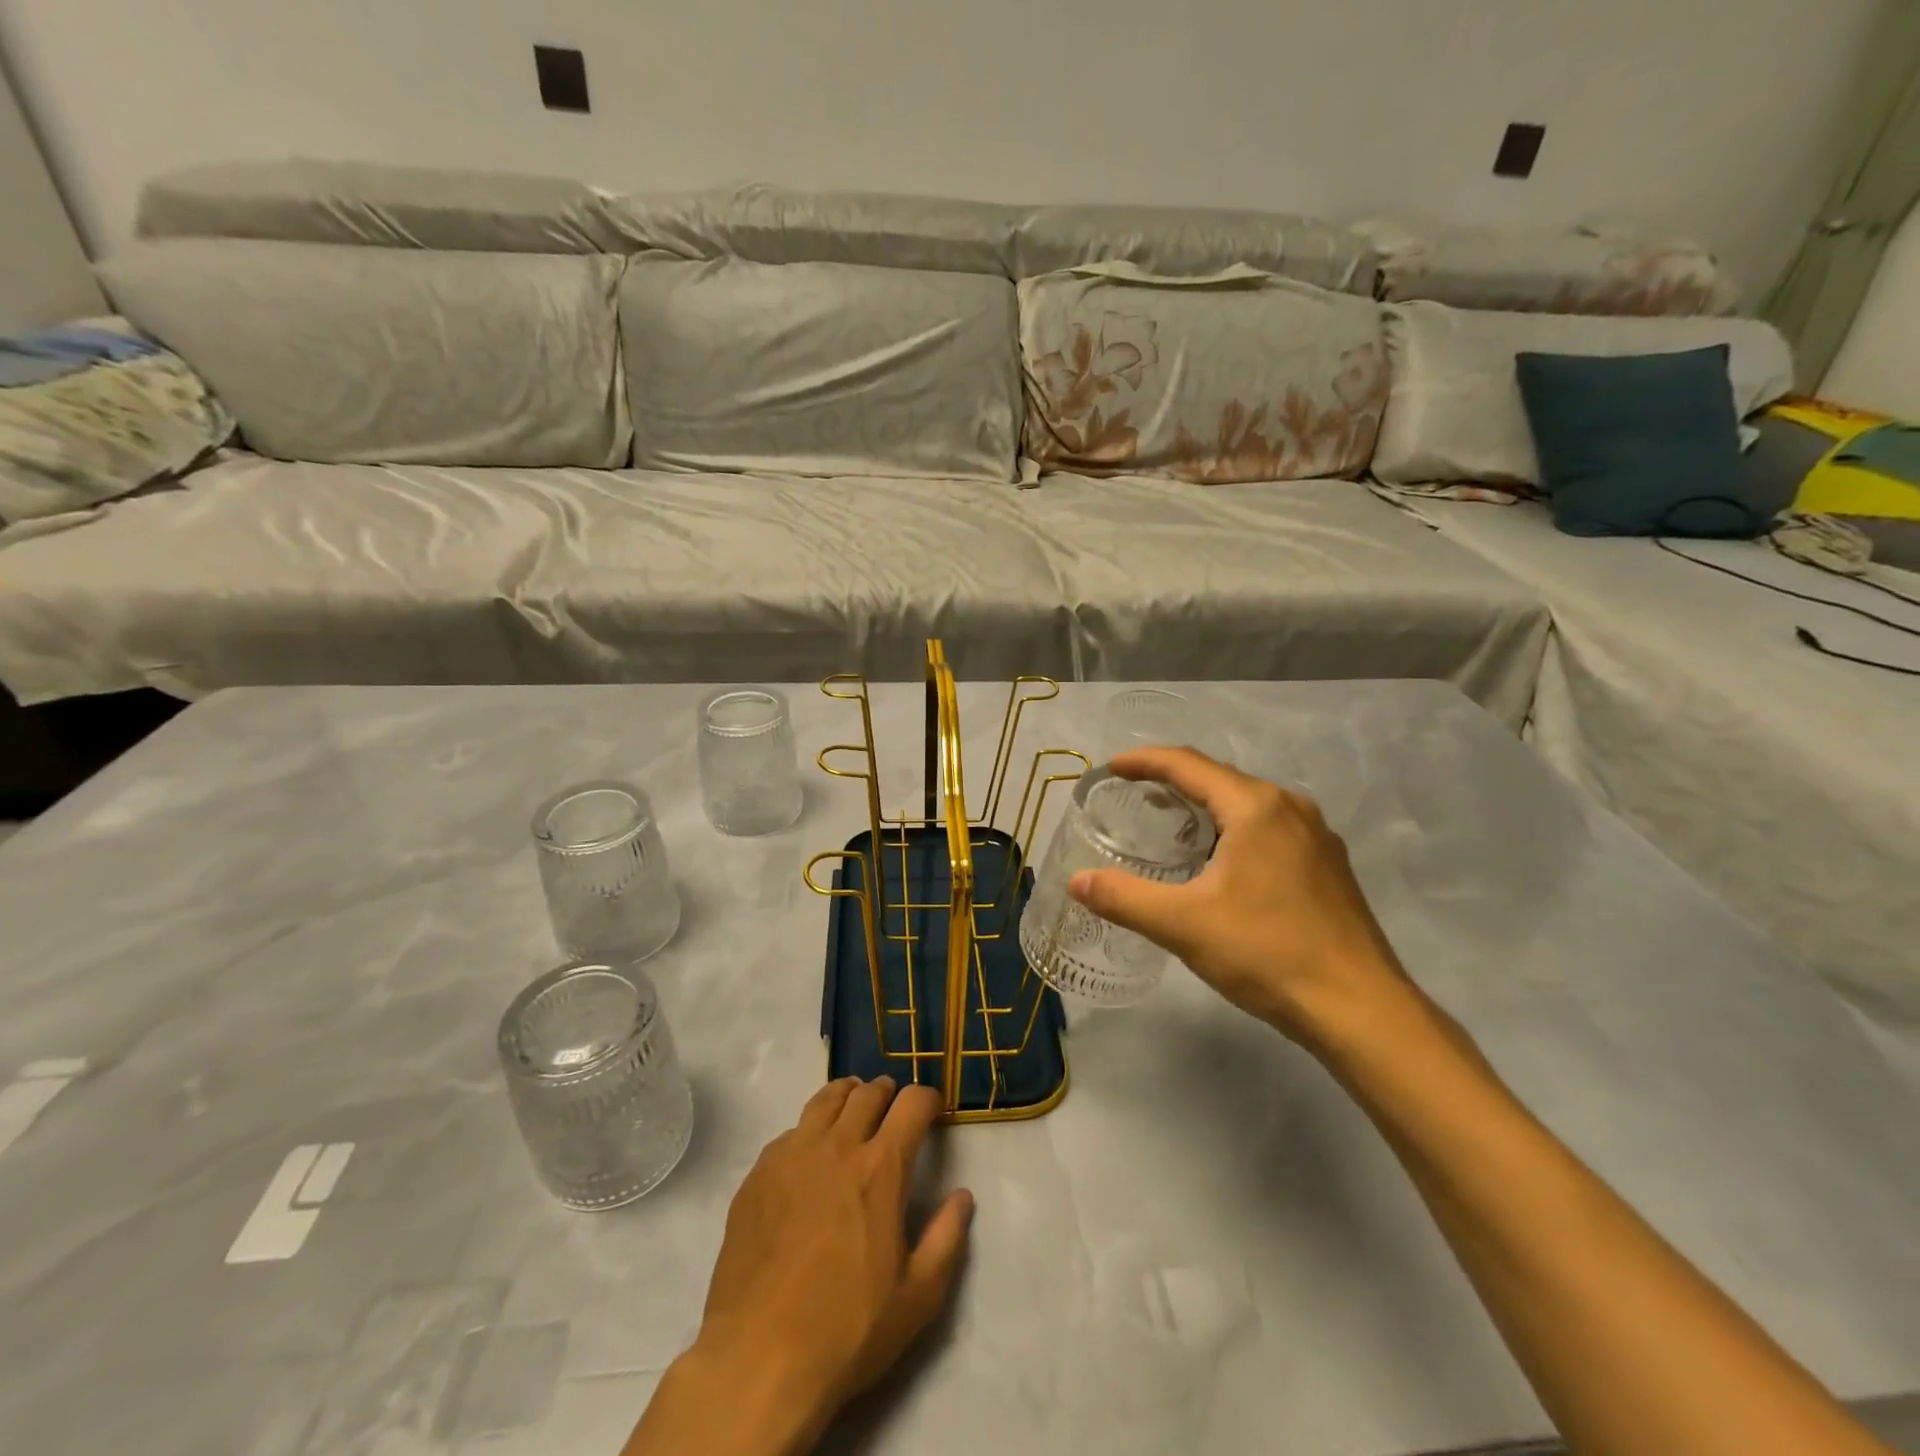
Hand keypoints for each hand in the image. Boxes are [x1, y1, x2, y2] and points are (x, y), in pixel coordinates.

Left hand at [631, 1078, 972, 1455]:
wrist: (758, 1358)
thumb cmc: (847, 1331)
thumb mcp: (918, 1297)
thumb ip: (947, 1238)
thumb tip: (962, 1195)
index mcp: (881, 1168)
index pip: (912, 1103)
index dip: (927, 1099)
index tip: (933, 1111)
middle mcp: (837, 1147)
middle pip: (867, 1093)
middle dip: (887, 1093)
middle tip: (893, 1108)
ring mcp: (792, 1156)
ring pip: (824, 1100)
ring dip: (847, 1097)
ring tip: (853, 1109)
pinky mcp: (757, 1175)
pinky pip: (789, 1133)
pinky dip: (808, 1131)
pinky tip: (808, 1157)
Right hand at [1068, 747, 1411, 1044]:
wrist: (1360, 1009)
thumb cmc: (1267, 953)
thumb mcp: (1183, 925)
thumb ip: (1124, 898)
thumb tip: (1076, 881)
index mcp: (1256, 807)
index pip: (1188, 765)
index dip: (1145, 761)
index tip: (1111, 768)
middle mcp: (1290, 808)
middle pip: (1219, 779)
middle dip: (1173, 783)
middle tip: (1133, 798)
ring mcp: (1316, 836)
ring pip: (1247, 805)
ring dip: (1204, 808)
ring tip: (1169, 826)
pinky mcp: (1328, 865)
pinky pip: (1269, 828)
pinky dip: (1233, 830)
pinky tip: (1220, 863)